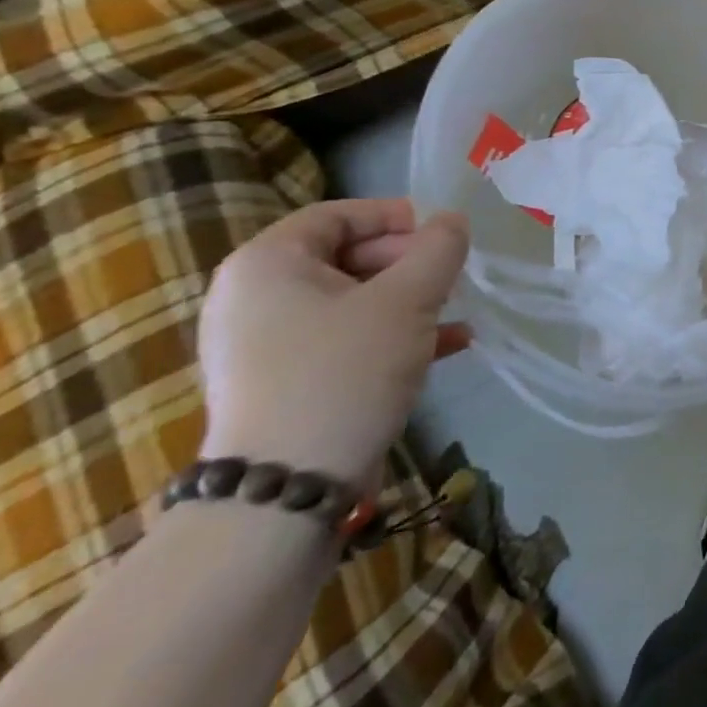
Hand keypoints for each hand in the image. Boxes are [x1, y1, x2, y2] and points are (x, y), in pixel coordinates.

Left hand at [197, 199, 470, 489]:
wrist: (285, 491)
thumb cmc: (344, 371)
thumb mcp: (408, 299)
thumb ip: (439, 248)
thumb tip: (452, 220)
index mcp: (267, 264)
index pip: (338, 215)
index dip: (395, 217)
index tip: (441, 236)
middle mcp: (253, 298)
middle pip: (344, 256)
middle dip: (407, 263)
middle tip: (450, 278)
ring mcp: (262, 346)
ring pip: (350, 301)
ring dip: (408, 301)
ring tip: (454, 312)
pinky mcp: (280, 385)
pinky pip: (342, 340)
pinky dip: (390, 335)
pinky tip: (446, 347)